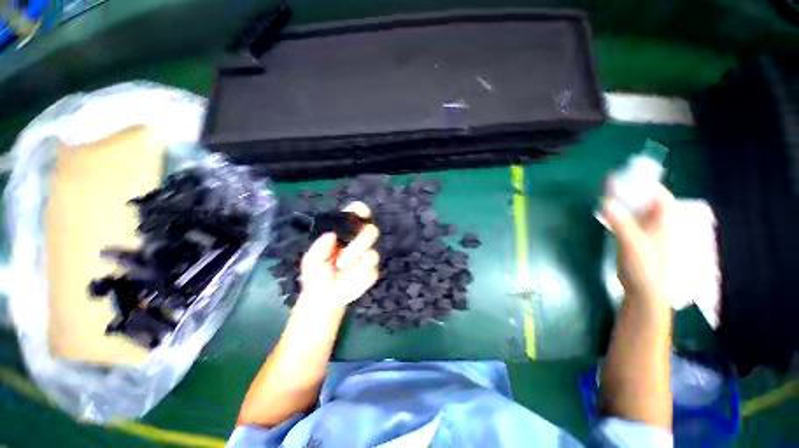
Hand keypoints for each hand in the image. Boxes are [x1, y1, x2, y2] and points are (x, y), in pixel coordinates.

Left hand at [297, 202, 379, 309]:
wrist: (322, 297)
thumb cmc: (316, 273)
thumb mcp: (310, 260)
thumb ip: (319, 247)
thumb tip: (331, 235)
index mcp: (345, 231)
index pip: (357, 213)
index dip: (361, 210)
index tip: (359, 213)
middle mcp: (359, 240)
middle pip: (372, 231)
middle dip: (359, 244)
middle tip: (341, 259)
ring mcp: (367, 255)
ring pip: (373, 253)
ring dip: (355, 264)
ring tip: (339, 269)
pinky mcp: (372, 271)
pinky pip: (372, 271)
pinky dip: (358, 276)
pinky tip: (348, 278)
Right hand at [602, 185, 673, 305]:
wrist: (645, 292)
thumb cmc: (644, 266)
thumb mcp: (631, 242)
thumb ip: (619, 221)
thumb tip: (605, 201)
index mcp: (667, 222)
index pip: (660, 195)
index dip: (645, 185)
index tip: (627, 178)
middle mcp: (662, 224)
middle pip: (649, 202)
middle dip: (632, 193)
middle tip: (612, 187)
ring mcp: (652, 234)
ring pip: (640, 212)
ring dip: (626, 204)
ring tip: (609, 198)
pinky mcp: (642, 242)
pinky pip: (633, 222)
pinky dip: (623, 216)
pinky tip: (611, 216)